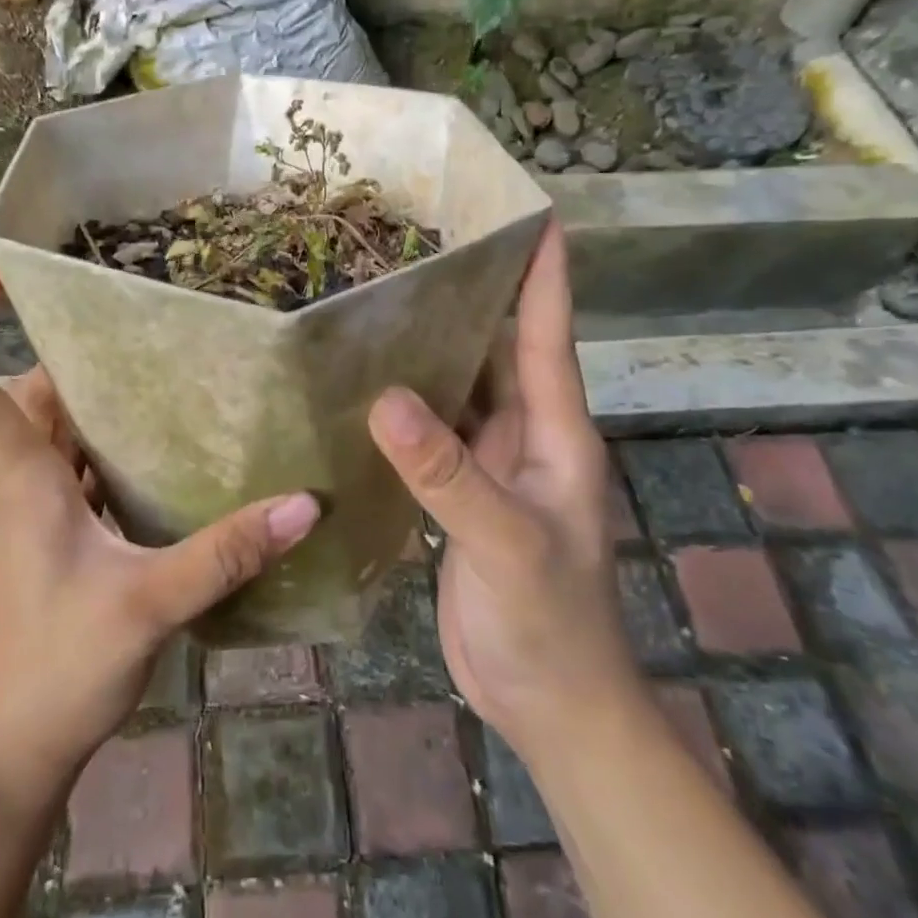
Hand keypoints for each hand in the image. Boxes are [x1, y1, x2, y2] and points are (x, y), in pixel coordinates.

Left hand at [0, 260, 317, 801]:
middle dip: (70, 347)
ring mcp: (39, 508)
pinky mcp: (62, 533)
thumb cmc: (56, 669)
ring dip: (97, 394)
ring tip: (163, 359)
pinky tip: (169, 441)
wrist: (13, 749)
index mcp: (23, 477)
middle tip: (132, 310)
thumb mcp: (148, 605)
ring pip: (60, 427)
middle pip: (31, 391)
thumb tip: (304, 504)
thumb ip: (224, 553)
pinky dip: (114, 442)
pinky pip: (84, 464)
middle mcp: (24, 479)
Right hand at [367, 221, 637, 751]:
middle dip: (470, 296)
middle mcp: (523, 436)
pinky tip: (364, 385)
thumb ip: (446, 473)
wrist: (549, 704)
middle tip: (420, 244)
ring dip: (429, 349)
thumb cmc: (550, 622)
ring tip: (380, 300)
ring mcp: (489, 466)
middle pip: (496, 349)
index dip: (542, 273)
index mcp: (553, 432)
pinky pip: (429, 434)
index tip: (530, 213)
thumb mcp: (505, 542)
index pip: (548, 334)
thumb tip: (384, 396)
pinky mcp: (457, 496)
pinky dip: (403, 407)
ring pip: (458, 389)